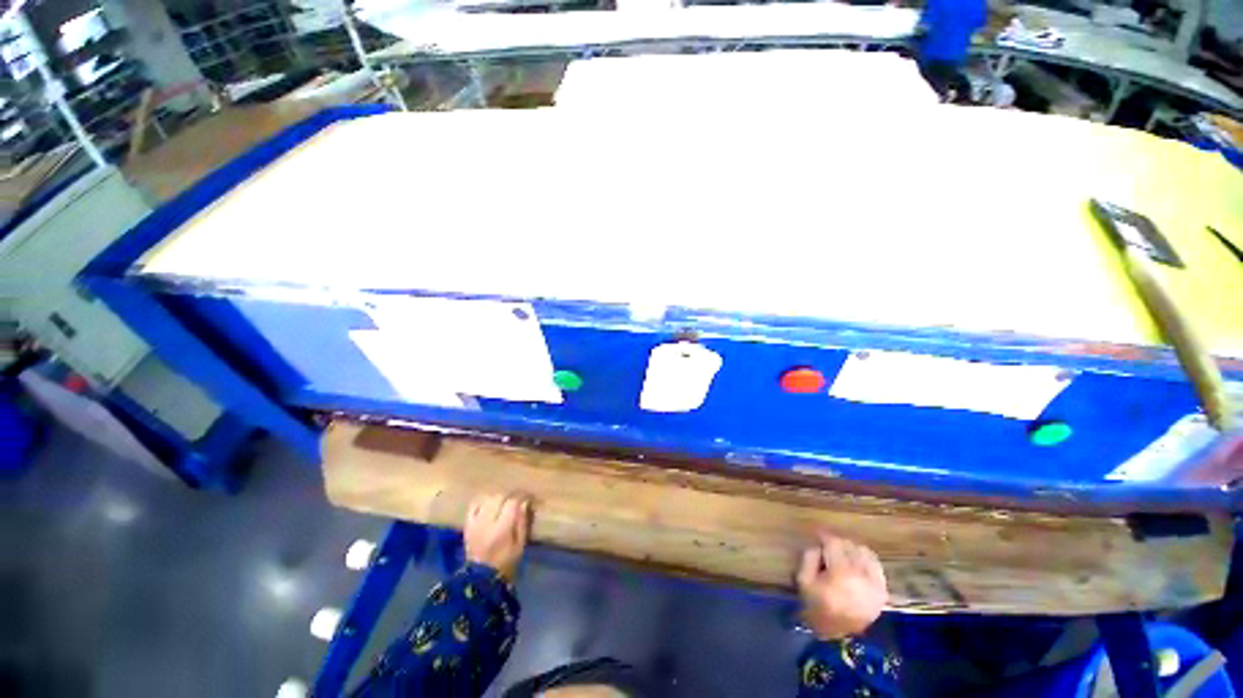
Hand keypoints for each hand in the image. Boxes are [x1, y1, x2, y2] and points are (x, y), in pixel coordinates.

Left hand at [465, 493, 531, 580]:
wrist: (481, 578)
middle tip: (516, 501)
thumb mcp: (520, 545)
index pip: (512, 503)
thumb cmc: (505, 562)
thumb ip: (522, 522)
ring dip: (497, 498)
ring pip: (487, 499)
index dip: (521, 497)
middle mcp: (486, 523)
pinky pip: (474, 505)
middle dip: (510, 496)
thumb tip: (524, 502)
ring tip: (503, 503)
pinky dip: (482, 502)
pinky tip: (489, 505)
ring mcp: (475, 523)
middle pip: (499, 497)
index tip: (528, 498)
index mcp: (501, 529)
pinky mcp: (468, 525)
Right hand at [796, 531, 887, 640]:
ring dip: (852, 549)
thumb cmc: (817, 607)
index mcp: (841, 572)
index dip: (824, 535)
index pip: (834, 542)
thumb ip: (809, 557)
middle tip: (827, 547)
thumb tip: (818, 545)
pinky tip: (856, 563)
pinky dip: (865, 559)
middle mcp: (862, 575)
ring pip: (865, 552)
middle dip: (837, 543)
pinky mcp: (882, 591)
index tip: (817, 534)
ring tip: (842, 554)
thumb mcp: (803, 580)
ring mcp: (876, 583)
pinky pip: (876, 565)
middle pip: (850, 545)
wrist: (838, 637)